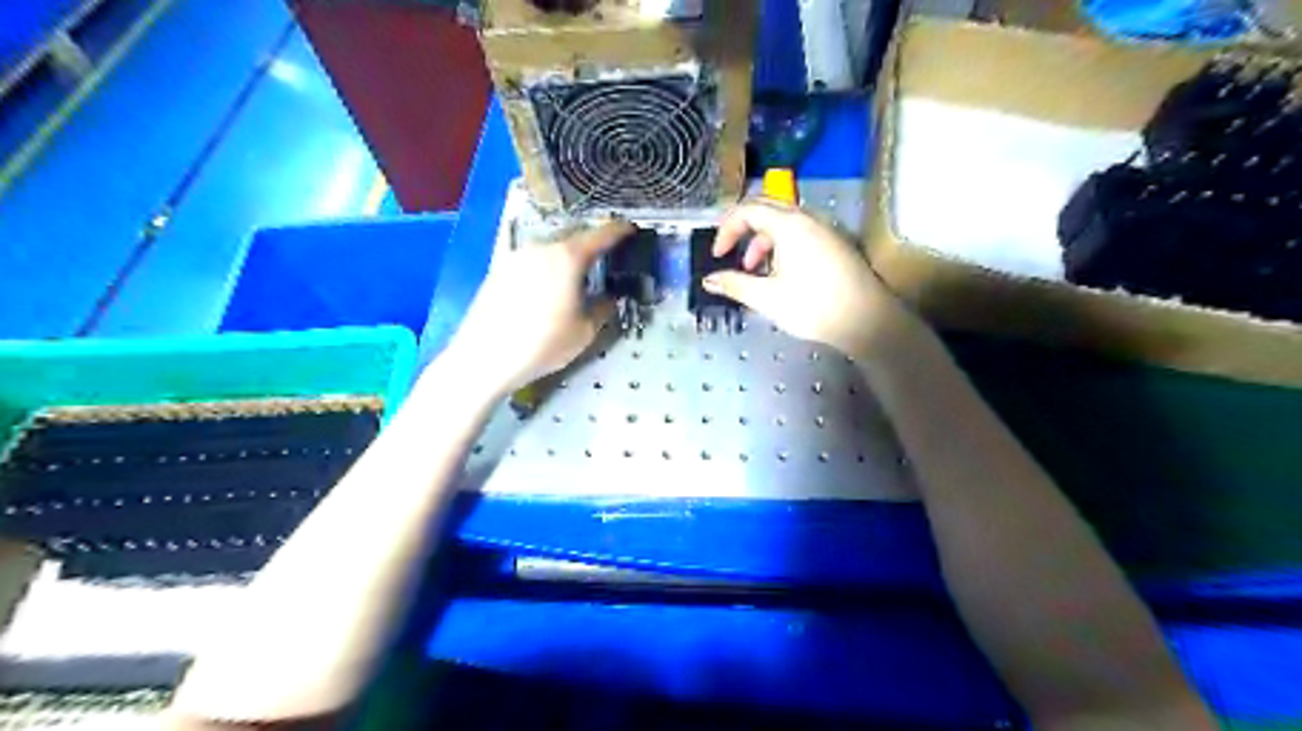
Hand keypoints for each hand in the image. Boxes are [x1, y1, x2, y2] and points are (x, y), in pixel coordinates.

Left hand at [450, 221, 629, 395]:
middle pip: (573, 236)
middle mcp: (542, 247)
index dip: (619, 231)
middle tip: (605, 256)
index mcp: (568, 257)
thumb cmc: (542, 344)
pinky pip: (530, 258)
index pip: (601, 234)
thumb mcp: (584, 331)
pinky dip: (545, 263)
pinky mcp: (498, 267)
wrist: (484, 357)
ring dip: (566, 254)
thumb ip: (603, 308)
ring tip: (576, 272)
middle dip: (591, 242)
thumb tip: (610, 297)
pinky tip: (546, 280)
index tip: (631, 229)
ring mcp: (516, 254)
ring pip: (550, 246)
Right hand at [701, 199, 924, 358]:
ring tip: (755, 270)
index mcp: (789, 225)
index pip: (748, 210)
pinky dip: (782, 245)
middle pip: (767, 209)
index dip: (727, 229)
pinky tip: (781, 274)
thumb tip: (709, 280)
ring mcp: (825, 229)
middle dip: (743, 230)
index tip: (717, 254)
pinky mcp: (836, 243)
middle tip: (731, 253)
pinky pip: (801, 232)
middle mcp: (808, 219)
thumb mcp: (767, 298)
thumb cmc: (814, 307)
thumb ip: (735, 285)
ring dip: (763, 240)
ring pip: (785, 222)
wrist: (867, 320)